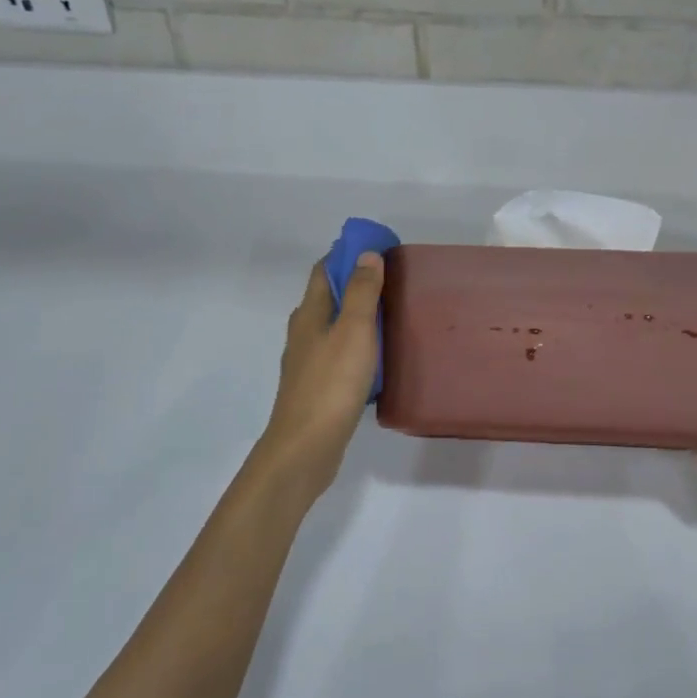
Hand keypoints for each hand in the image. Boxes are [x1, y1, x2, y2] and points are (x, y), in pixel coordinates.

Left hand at [252, 252, 385, 496]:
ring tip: (392, 317)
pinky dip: (358, 347)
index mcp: (309, 314)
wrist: (305, 447)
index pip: (323, 270)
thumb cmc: (331, 383)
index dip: (346, 255)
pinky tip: (377, 359)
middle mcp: (304, 333)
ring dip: (358, 317)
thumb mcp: (354, 331)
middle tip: (392, 282)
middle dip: (355, 284)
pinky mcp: (317, 388)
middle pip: (328, 298)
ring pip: (334, 328)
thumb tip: (366, 254)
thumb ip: (362, 293)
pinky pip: (340, 356)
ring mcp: (308, 362)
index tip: (377, 250)